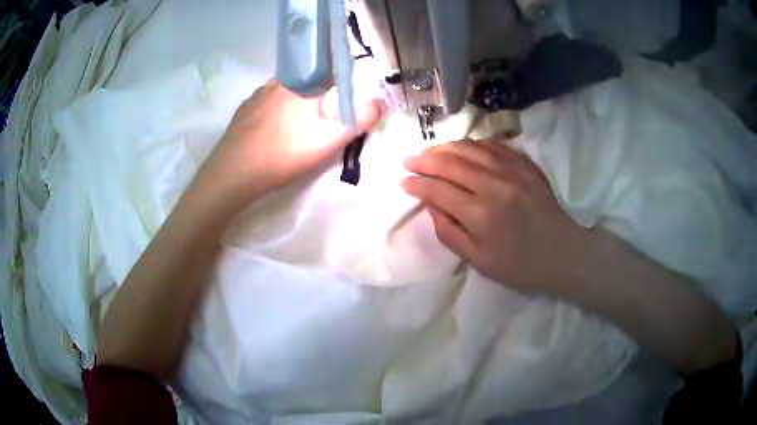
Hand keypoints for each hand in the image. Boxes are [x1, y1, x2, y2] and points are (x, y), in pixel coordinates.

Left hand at [192, 81, 384, 213]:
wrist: (233, 174)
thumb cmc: (283, 154)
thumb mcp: (328, 141)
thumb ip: (357, 120)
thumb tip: (381, 102)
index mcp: (302, 82)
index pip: (328, 70)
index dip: (339, 83)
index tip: (341, 103)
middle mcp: (278, 81)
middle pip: (306, 81)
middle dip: (317, 96)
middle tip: (319, 121)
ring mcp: (257, 95)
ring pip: (284, 92)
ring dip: (294, 102)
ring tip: (296, 128)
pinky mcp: (243, 110)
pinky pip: (266, 103)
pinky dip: (274, 111)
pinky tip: (273, 131)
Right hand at [402, 140, 588, 295]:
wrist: (563, 253)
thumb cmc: (519, 265)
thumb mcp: (478, 260)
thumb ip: (449, 232)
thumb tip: (430, 205)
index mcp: (480, 215)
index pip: (438, 190)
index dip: (417, 185)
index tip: (403, 182)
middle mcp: (494, 185)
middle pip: (450, 163)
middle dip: (425, 160)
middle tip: (409, 160)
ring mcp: (512, 170)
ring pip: (470, 149)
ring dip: (445, 147)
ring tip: (430, 151)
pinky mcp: (526, 164)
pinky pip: (493, 146)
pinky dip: (472, 144)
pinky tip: (462, 148)